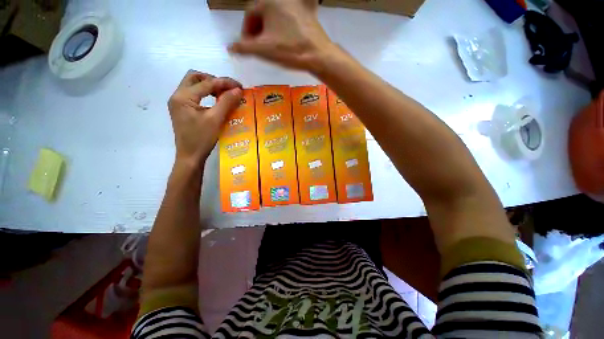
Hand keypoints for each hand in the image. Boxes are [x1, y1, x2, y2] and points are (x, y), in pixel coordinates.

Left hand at [168, 71, 242, 166]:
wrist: (190, 156)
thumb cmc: (201, 139)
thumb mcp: (215, 120)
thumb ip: (226, 102)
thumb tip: (238, 90)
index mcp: (183, 97)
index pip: (206, 83)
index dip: (224, 82)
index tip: (239, 86)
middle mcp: (177, 96)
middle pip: (195, 78)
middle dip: (213, 80)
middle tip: (228, 89)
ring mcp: (179, 103)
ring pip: (194, 85)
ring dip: (209, 86)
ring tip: (224, 94)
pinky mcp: (183, 110)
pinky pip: (195, 95)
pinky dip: (206, 94)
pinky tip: (216, 102)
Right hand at [228, 0, 335, 71]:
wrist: (318, 55)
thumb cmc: (289, 50)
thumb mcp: (263, 50)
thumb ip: (243, 48)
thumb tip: (230, 48)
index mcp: (268, 1)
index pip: (249, 14)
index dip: (246, 31)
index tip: (247, 46)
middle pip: (262, 13)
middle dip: (257, 30)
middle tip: (258, 47)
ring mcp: (295, 4)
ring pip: (275, 16)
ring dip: (269, 30)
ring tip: (270, 46)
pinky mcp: (306, 13)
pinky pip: (288, 18)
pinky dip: (282, 28)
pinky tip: (284, 40)